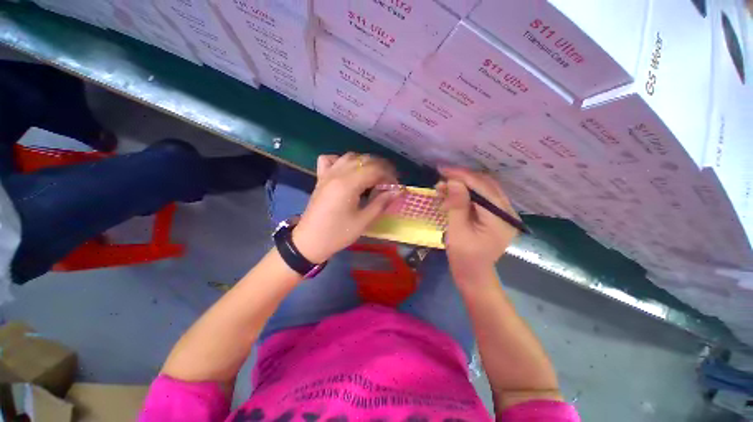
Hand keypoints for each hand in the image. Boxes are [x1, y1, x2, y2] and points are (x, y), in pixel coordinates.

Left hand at [292, 153, 400, 263]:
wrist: (310, 241)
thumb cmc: (338, 233)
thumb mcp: (363, 221)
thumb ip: (381, 202)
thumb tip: (398, 191)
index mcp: (348, 184)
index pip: (374, 170)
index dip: (389, 175)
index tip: (396, 186)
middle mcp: (337, 173)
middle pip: (364, 160)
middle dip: (381, 167)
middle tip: (389, 182)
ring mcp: (327, 174)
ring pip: (349, 157)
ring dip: (365, 162)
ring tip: (374, 175)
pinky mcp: (320, 178)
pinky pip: (331, 159)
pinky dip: (343, 160)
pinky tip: (348, 170)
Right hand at [437, 168, 519, 282]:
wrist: (473, 274)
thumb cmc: (464, 257)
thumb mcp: (457, 231)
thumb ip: (457, 205)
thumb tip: (454, 181)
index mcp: (501, 219)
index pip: (484, 189)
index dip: (463, 176)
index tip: (443, 170)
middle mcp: (507, 212)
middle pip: (487, 185)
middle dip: (463, 178)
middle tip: (442, 176)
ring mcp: (502, 213)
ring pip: (484, 188)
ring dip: (464, 184)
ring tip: (444, 186)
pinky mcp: (495, 215)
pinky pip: (481, 196)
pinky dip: (466, 193)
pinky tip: (452, 194)